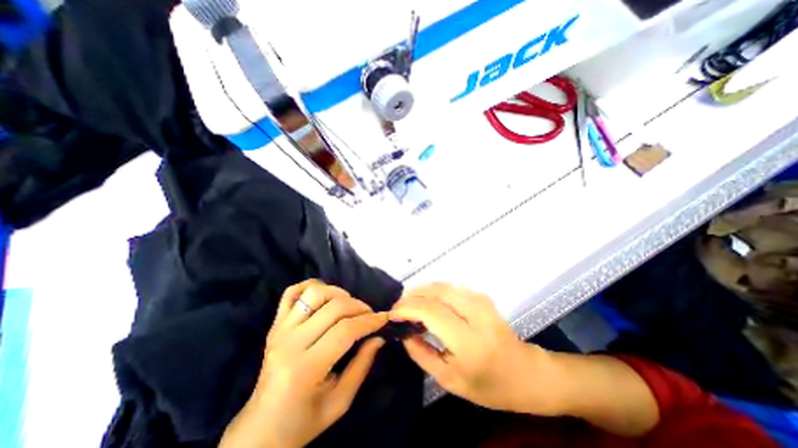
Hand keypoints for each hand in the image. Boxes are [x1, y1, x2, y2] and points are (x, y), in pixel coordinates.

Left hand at [219, 280, 387, 447]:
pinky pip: (291, 292)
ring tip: (349, 306)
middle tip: (370, 315)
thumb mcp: (340, 402)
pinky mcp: (275, 324)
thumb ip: (362, 366)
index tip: (384, 318)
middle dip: (359, 307)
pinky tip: (325, 296)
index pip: (345, 331)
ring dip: (338, 293)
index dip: (370, 321)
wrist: (261, 428)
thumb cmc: (304, 420)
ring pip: (314, 293)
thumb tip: (379, 336)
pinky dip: (311, 286)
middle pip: (334, 307)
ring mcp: (279, 329)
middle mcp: (290, 342)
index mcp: (305, 368)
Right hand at [390, 283, 562, 413]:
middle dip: (412, 296)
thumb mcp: (449, 380)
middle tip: (398, 307)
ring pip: (442, 285)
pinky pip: (451, 287)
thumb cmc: (488, 385)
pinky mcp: (482, 296)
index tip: (392, 314)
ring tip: (409, 304)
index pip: (431, 311)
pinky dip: (434, 290)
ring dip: (421, 291)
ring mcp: (481, 301)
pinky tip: (426, 301)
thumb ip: (421, 354)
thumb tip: (403, 332)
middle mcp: (476, 314)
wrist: (526, 372)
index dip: (407, 308)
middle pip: (435, 292)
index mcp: (469, 341)